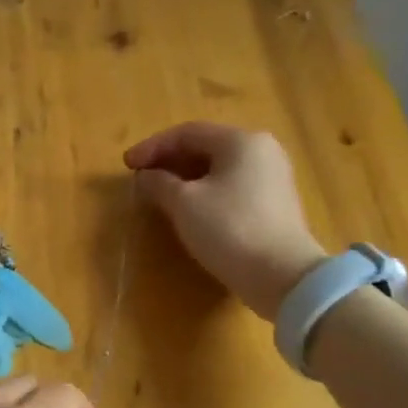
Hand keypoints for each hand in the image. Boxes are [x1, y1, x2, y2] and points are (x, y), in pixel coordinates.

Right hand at [124, 122, 325, 319]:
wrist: (280, 274)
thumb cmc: (229, 229)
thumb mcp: (184, 204)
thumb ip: (160, 183)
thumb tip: (146, 176)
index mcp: (241, 141)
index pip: (188, 133)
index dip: (152, 147)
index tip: (127, 164)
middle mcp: (262, 151)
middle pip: (206, 147)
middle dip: (170, 160)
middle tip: (141, 177)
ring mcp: (272, 177)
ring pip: (219, 168)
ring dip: (186, 177)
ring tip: (160, 193)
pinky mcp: (274, 203)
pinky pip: (232, 186)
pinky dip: (205, 190)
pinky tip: (189, 209)